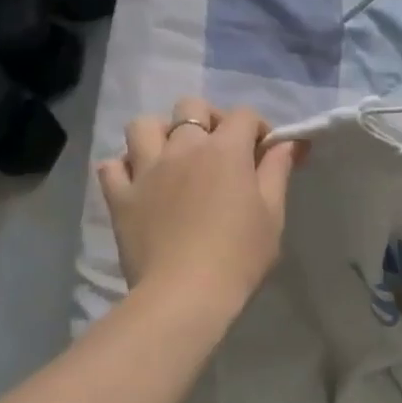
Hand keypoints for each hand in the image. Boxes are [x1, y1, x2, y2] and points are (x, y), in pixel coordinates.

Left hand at [97, 97, 301, 318]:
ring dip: (160, 134)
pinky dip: (124, 168)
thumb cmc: (239, 255)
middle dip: (209, 119)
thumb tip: (290, 142)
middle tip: (219, 150)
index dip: (258, 128)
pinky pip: (111, 166)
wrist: (185, 295)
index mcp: (225, 150)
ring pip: (143, 126)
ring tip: (172, 158)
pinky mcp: (120, 196)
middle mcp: (183, 148)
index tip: (264, 154)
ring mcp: (146, 169)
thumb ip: (278, 170)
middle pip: (191, 107)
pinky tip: (139, 183)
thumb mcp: (273, 213)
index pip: (244, 115)